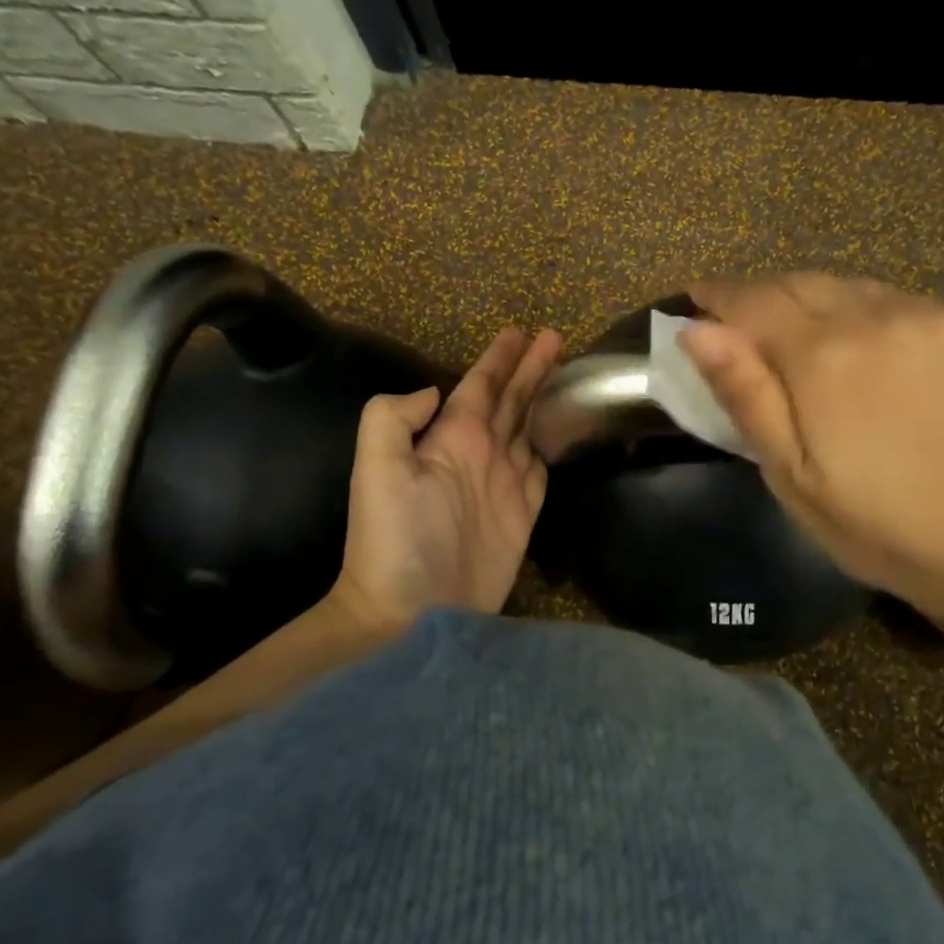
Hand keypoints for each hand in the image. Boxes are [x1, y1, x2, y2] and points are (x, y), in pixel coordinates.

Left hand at [329, 327, 562, 631]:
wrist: (410, 612)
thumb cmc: (396, 538)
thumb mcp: (377, 467)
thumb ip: (395, 417)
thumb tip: (436, 392)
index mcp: (450, 437)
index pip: (480, 385)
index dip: (500, 358)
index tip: (522, 331)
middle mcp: (479, 454)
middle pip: (511, 400)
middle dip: (531, 369)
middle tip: (556, 338)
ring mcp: (502, 485)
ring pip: (529, 429)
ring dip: (544, 401)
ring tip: (565, 376)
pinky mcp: (522, 516)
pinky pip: (542, 471)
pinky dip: (552, 449)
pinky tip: (561, 433)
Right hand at [680, 273, 943, 622]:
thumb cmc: (877, 525)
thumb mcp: (791, 476)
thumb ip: (745, 395)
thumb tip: (696, 332)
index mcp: (822, 357)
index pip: (752, 301)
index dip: (718, 296)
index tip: (695, 298)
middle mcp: (873, 317)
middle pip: (798, 283)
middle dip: (759, 295)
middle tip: (736, 320)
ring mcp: (926, 317)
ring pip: (845, 286)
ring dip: (807, 299)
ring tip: (791, 331)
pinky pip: (891, 300)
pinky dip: (857, 309)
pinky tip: (857, 344)